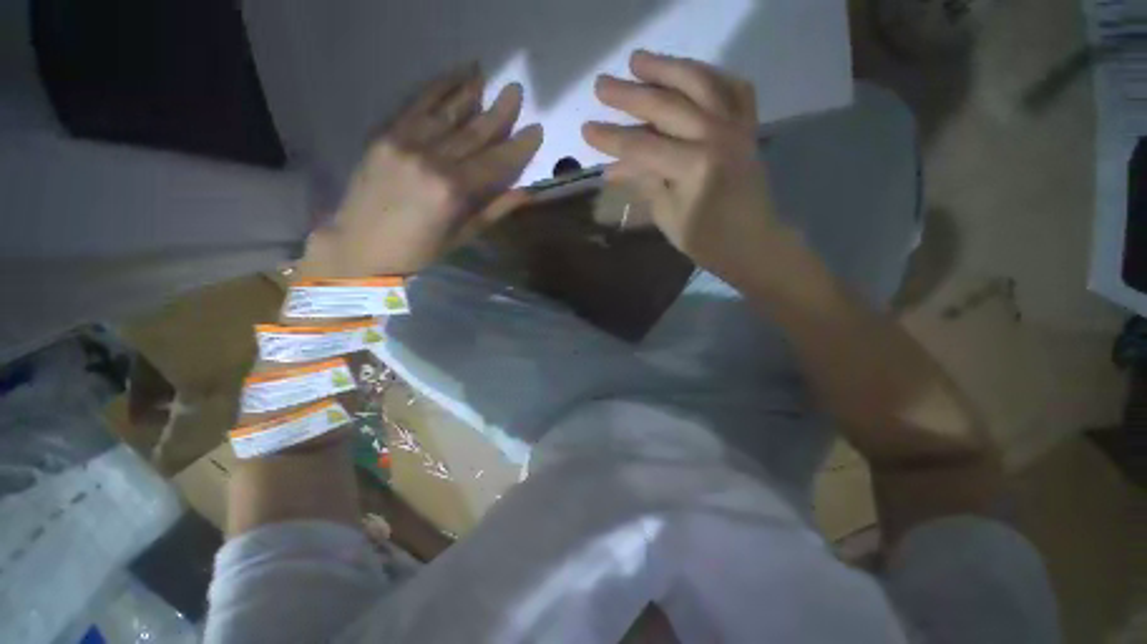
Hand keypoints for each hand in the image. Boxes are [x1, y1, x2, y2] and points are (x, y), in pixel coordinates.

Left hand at [301, 65, 542, 277]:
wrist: (361, 247)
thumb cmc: (420, 251)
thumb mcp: (463, 237)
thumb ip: (494, 210)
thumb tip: (526, 193)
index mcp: (453, 191)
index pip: (495, 162)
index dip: (518, 146)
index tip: (536, 130)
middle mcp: (430, 160)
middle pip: (473, 131)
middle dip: (499, 111)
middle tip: (516, 90)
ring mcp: (404, 143)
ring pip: (445, 112)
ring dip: (468, 91)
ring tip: (485, 74)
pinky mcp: (384, 135)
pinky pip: (414, 106)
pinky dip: (435, 89)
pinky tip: (450, 77)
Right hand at [583, 50, 786, 282]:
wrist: (752, 244)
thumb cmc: (706, 240)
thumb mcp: (668, 216)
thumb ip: (645, 183)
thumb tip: (616, 166)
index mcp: (694, 167)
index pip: (642, 146)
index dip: (612, 138)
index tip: (586, 129)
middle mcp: (717, 137)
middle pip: (667, 107)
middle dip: (629, 95)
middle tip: (601, 85)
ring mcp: (737, 127)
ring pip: (700, 83)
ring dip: (666, 67)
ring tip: (638, 59)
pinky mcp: (748, 127)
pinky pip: (735, 88)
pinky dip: (712, 75)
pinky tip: (691, 73)